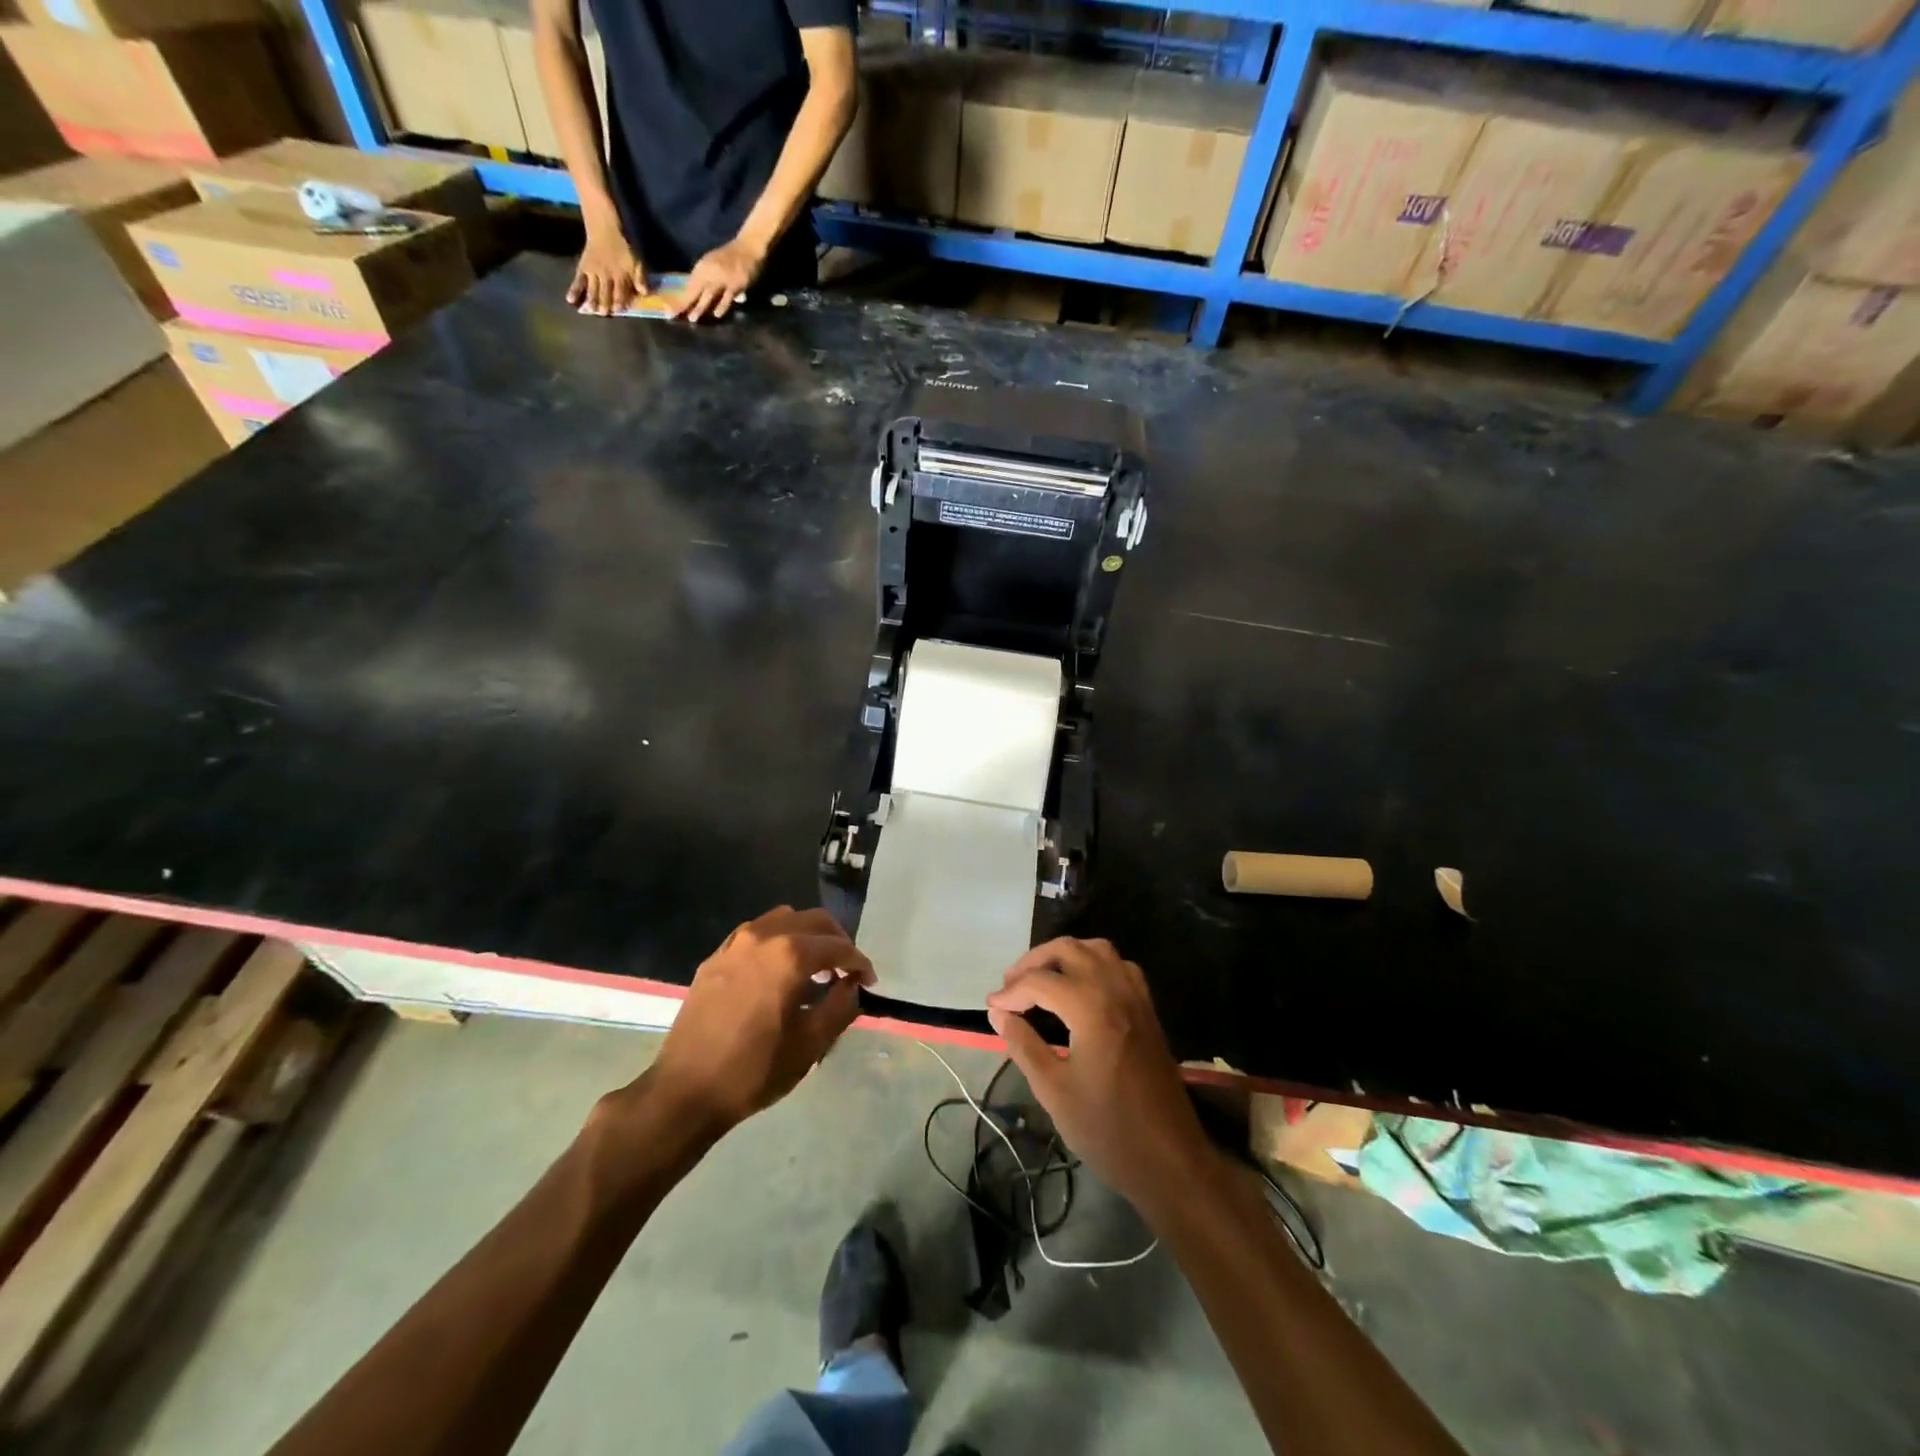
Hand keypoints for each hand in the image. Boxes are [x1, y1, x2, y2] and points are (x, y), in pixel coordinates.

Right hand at [567, 226, 648, 314]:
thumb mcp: (636, 262)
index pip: (620, 291)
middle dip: (604, 303)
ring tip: (589, 311)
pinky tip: (570, 300)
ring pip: (592, 288)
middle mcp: (605, 275)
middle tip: (603, 314)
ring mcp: (593, 272)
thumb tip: (645, 293)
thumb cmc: (623, 249)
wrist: (604, 229)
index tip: (618, 311)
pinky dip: (574, 290)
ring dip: (591, 300)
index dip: (619, 301)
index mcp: (619, 275)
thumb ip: (640, 278)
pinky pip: (578, 280)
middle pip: (605, 292)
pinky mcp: (583, 268)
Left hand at [641, 907, 872, 1137]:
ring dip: (807, 935)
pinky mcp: (716, 956)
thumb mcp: (810, 1044)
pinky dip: (777, 940)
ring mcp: (735, 943)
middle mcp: (764, 936)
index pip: (838, 946)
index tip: (869, 981)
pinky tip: (779, 969)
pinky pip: (756, 933)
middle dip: (837, 941)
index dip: (859, 962)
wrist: (685, 1090)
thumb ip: (840, 1006)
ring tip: (815, 966)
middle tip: (847, 970)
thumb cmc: (754, 1070)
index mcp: (790, 955)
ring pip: (784, 919)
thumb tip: (852, 984)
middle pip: (813, 921)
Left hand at [670, 236, 764, 321]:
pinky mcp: (735, 284)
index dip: (678, 300)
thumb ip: (704, 280)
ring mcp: (722, 278)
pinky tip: (717, 315)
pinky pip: (727, 297)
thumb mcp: (712, 265)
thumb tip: (693, 298)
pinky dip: (722, 305)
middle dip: (683, 304)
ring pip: (708, 295)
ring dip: (700, 307)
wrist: (747, 248)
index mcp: (702, 268)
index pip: (687, 287)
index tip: (669, 312)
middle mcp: (709, 272)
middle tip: (673, 316)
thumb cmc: (729, 258)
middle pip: (694, 291)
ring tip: (692, 319)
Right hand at [986, 939, 1210, 1211]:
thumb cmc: (1107, 1130)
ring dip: (1065, 956)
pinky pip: (1118, 966)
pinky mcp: (1148, 1009)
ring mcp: (1136, 996)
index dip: (1010, 992)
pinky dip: (1093, 964)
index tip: (991, 1008)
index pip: (1040, 981)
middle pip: (1068, 950)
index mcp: (1091, 1007)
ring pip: (1096, 949)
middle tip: (1011, 987)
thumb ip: (1023, 1044)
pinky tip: (1079, 989)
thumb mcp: (1053, 1090)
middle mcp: (1115, 989)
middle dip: (1034, 962)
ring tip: (1041, 980)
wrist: (1170, 1159)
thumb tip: (998, 1014)